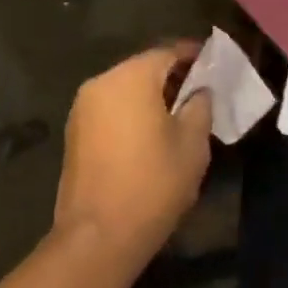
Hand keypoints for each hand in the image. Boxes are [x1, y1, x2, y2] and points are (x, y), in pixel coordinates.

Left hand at [53, 44, 213, 268]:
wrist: (97, 236)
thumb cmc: (153, 184)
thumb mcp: (192, 145)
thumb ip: (200, 106)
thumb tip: (198, 91)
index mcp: (131, 77)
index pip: (167, 52)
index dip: (193, 56)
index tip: (214, 64)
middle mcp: (101, 82)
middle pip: (143, 68)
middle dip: (171, 77)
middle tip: (199, 92)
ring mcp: (82, 108)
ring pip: (124, 90)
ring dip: (149, 96)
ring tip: (177, 115)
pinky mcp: (74, 132)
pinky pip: (110, 109)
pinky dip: (130, 113)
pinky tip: (149, 135)